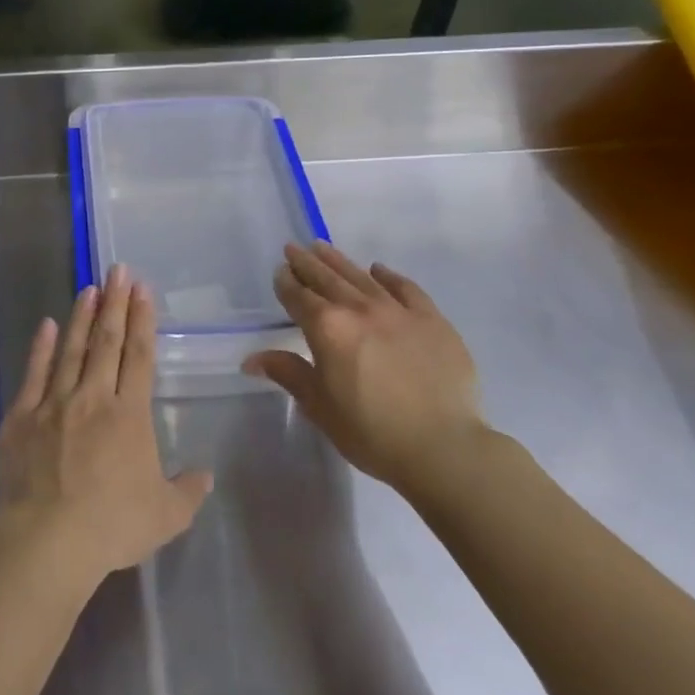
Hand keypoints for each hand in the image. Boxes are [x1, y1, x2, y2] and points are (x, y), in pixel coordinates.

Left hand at [0, 265, 212, 589]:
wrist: (47, 540)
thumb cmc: (111, 526)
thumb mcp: (164, 516)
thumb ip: (187, 492)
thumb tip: (205, 475)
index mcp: (129, 415)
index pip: (140, 356)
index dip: (142, 320)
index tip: (142, 289)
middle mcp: (93, 398)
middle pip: (107, 342)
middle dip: (115, 303)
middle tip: (118, 270)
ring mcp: (54, 403)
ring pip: (71, 350)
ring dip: (82, 316)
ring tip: (89, 288)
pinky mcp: (22, 417)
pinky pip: (34, 374)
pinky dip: (41, 347)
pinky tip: (47, 325)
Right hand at [244, 243, 486, 491]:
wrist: (443, 447)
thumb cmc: (370, 431)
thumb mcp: (319, 406)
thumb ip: (288, 373)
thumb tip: (252, 359)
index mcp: (327, 328)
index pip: (299, 297)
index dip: (286, 283)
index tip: (279, 271)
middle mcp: (359, 309)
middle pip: (327, 278)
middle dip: (307, 263)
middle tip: (294, 249)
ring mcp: (398, 311)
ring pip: (361, 277)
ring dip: (339, 261)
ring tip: (323, 247)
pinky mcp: (432, 320)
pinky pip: (406, 288)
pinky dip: (388, 276)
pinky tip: (378, 270)